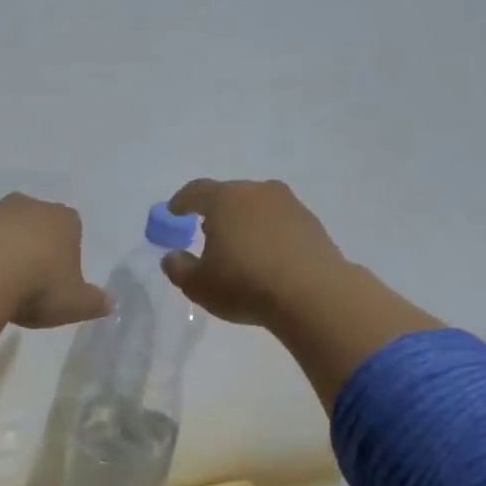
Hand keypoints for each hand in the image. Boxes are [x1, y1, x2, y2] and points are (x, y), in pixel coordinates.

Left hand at [0, 194, 109, 341]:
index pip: (72, 230)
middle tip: (29, 284)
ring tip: (0, 289)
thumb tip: (109, 303)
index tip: (58, 282)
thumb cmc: (40, 285)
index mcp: (65, 220)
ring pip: (3, 232)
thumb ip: (94, 302)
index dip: (67, 256)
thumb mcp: (76, 303)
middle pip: (36, 225)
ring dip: (2, 253)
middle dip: (34, 248)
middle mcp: (30, 207)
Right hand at [159, 178, 351, 327]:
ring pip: (258, 208)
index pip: (196, 191)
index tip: (174, 211)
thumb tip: (172, 256)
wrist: (313, 294)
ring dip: (246, 222)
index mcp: (225, 199)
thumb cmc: (244, 284)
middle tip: (206, 231)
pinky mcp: (313, 224)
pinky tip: (268, 257)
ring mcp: (290, 205)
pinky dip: (270, 235)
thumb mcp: (198, 285)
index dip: (182, 201)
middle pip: (230, 195)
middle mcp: (258, 192)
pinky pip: (281, 223)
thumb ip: (178, 268)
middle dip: (216, 212)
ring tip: (240, 246)